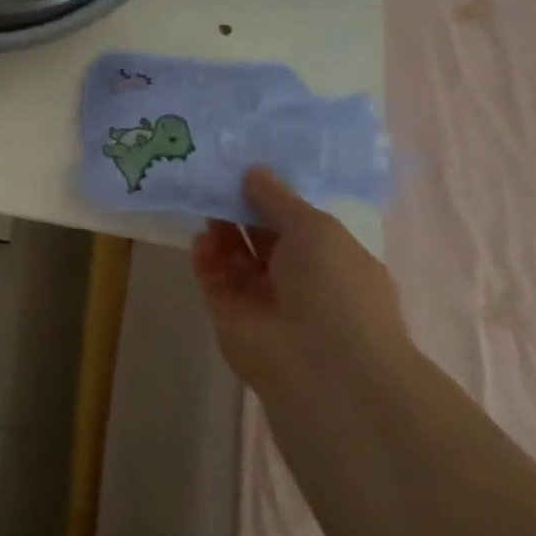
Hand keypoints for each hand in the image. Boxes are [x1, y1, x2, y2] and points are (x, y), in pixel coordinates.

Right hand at [193, 168, 410, 392]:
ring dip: (222, 231)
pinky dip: (206, 258)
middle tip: (216, 181)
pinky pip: (214, 279)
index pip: (298, 225)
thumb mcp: (315, 228)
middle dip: (242, 211)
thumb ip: (278, 198)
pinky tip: (201, 238)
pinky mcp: (230, 316)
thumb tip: (253, 172)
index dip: (273, 199)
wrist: (321, 364)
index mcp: (333, 261)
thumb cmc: (334, 287)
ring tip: (204, 202)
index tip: (247, 171)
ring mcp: (263, 301)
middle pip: (263, 239)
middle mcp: (299, 282)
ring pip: (236, 258)